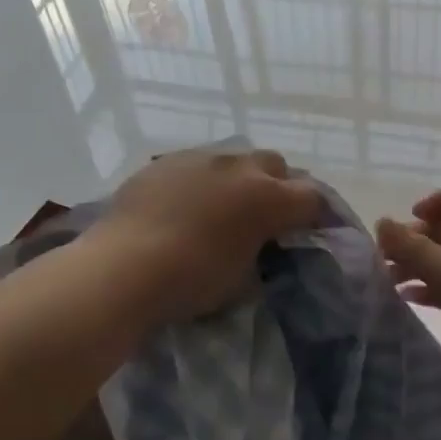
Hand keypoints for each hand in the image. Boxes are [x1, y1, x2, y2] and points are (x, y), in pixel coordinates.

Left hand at [97, 148, 321, 322]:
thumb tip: (259, 248)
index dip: (317, 215)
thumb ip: (261, 256)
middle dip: (278, 187)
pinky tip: (184, 206)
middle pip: (275, 165)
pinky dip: (201, 182)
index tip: (310, 232)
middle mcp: (238, 167)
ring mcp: (198, 158)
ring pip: (233, 160)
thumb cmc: (191, 280)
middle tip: (266, 216)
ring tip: (222, 208)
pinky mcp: (163, 162)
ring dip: (238, 180)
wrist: (123, 268)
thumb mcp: (242, 281)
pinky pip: (195, 166)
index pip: (312, 198)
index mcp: (267, 198)